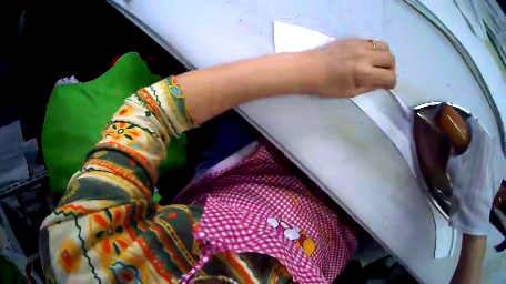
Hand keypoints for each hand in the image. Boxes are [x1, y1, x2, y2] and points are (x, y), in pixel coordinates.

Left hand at [307, 39, 396, 97]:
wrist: (307, 68)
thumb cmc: (326, 85)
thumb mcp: (351, 92)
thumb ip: (370, 86)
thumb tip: (383, 83)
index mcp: (364, 72)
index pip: (390, 76)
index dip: (391, 83)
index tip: (385, 86)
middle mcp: (364, 55)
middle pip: (390, 58)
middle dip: (390, 68)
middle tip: (381, 74)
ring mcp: (358, 44)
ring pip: (383, 45)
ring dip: (384, 56)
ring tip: (376, 64)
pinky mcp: (352, 38)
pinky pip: (371, 40)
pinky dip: (374, 49)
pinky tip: (365, 56)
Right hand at [447, 118, 504, 234]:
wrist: (477, 211)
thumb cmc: (465, 186)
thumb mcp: (453, 168)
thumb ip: (453, 154)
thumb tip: (455, 149)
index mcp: (479, 137)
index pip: (472, 123)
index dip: (466, 130)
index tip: (462, 142)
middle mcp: (491, 140)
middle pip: (482, 138)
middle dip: (476, 147)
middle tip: (471, 162)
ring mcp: (498, 153)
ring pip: (490, 150)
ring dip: (485, 156)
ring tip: (480, 174)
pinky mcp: (501, 167)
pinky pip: (495, 161)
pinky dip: (491, 166)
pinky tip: (487, 180)